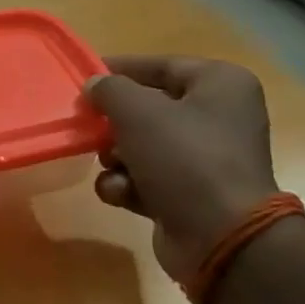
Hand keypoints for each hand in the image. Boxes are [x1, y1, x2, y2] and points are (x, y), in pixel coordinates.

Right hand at [85, 56, 280, 282]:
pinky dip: (128, 185)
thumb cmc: (185, 160)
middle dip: (115, 124)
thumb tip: (95, 85)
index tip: (83, 77)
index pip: (161, 66)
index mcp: (220, 85)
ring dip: (116, 158)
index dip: (120, 69)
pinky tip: (122, 194)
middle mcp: (218, 118)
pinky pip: (146, 179)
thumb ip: (110, 90)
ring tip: (113, 167)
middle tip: (88, 128)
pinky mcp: (190, 195)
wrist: (221, 238)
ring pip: (142, 146)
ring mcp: (205, 160)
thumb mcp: (139, 112)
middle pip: (148, 109)